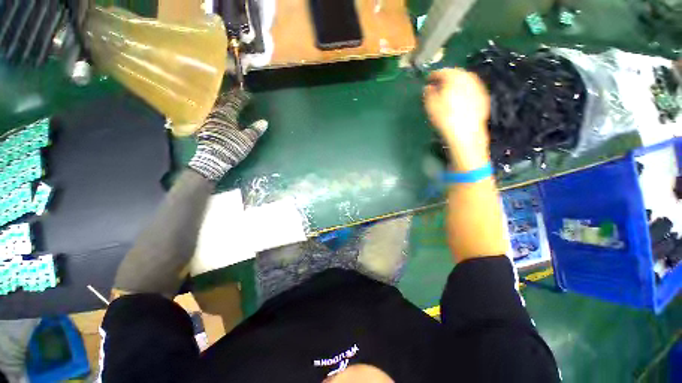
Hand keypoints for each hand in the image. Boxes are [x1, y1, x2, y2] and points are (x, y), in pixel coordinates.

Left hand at [189, 89, 267, 180]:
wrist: (212, 159)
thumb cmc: (231, 147)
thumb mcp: (247, 140)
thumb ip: (255, 130)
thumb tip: (264, 122)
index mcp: (226, 114)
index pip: (235, 102)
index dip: (242, 98)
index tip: (249, 95)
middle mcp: (214, 113)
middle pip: (222, 101)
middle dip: (230, 96)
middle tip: (236, 93)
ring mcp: (206, 120)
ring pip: (214, 106)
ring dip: (221, 102)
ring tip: (226, 100)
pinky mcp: (202, 127)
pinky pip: (209, 113)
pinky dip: (214, 110)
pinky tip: (216, 112)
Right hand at [424, 68, 490, 170]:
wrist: (465, 133)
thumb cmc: (445, 118)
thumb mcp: (431, 105)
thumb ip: (428, 93)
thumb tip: (429, 87)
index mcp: (454, 78)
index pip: (442, 72)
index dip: (434, 75)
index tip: (428, 80)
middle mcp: (468, 79)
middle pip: (456, 74)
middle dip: (447, 77)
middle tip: (438, 85)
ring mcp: (478, 88)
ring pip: (465, 80)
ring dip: (456, 83)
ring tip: (448, 92)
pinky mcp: (483, 98)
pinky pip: (472, 89)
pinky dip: (464, 90)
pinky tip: (460, 99)